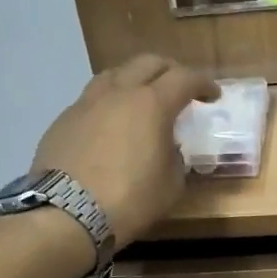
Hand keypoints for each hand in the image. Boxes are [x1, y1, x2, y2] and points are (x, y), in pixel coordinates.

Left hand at [31, 55, 217, 247]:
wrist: (67, 214)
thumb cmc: (129, 201)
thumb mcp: (170, 186)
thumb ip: (175, 159)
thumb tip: (168, 149)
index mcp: (151, 104)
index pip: (184, 79)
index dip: (203, 83)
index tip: (212, 95)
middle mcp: (118, 93)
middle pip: (148, 63)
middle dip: (170, 71)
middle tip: (180, 89)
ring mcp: (86, 103)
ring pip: (115, 74)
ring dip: (134, 80)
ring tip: (141, 99)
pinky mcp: (63, 120)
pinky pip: (91, 100)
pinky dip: (109, 104)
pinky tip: (110, 126)